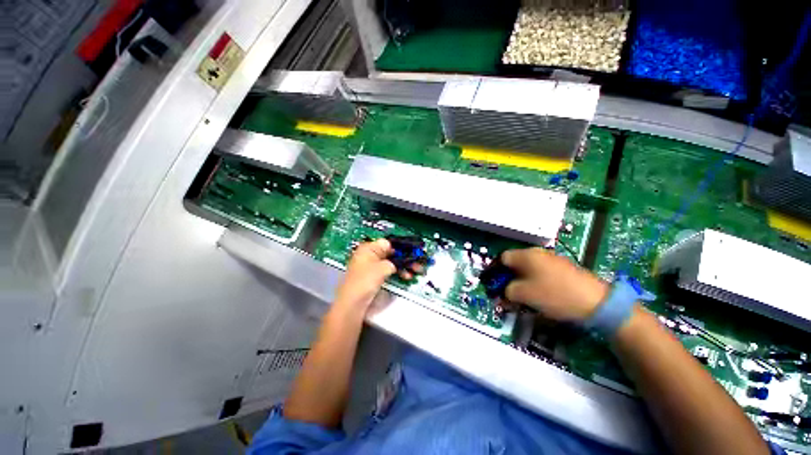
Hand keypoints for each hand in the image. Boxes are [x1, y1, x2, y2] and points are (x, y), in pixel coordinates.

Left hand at [334, 239, 423, 309]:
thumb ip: (394, 261)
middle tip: (418, 263)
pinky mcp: (373, 276)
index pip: (389, 243)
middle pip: (391, 253)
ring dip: (403, 266)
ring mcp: (371, 265)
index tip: (414, 252)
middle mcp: (369, 254)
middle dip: (405, 258)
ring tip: (416, 271)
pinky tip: (406, 276)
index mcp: (369, 248)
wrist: (352, 302)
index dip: (402, 247)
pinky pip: (387, 270)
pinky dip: (396, 272)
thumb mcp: (383, 268)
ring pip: (390, 262)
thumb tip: (400, 261)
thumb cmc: (366, 280)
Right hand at [501, 248, 608, 322]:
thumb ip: (507, 291)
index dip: (496, 271)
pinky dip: (536, 283)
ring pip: (529, 269)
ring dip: (522, 282)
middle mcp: (538, 253)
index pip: (502, 258)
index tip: (495, 285)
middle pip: (515, 263)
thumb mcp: (524, 295)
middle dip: (509, 279)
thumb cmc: (554, 294)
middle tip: (508, 294)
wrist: (596, 302)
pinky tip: (540, 296)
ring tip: (524, 298)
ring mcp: (552, 260)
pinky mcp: (563, 269)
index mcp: (526, 255)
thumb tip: (503, 292)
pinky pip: (541, 273)